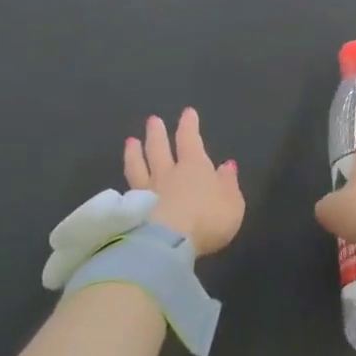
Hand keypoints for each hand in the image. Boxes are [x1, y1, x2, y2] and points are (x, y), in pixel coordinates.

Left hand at [126, 109, 243, 257]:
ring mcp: (147, 191)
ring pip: (139, 166)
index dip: (189, 126)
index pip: (190, 140)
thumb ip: (228, 184)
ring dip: (135, 153)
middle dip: (157, 133)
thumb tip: (227, 166)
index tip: (187, 112)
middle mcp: (168, 174)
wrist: (168, 243)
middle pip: (159, 148)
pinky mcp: (133, 211)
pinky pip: (129, 190)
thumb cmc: (208, 220)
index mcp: (195, 167)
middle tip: (153, 120)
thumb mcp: (232, 203)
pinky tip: (123, 183)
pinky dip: (127, 182)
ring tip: (131, 142)